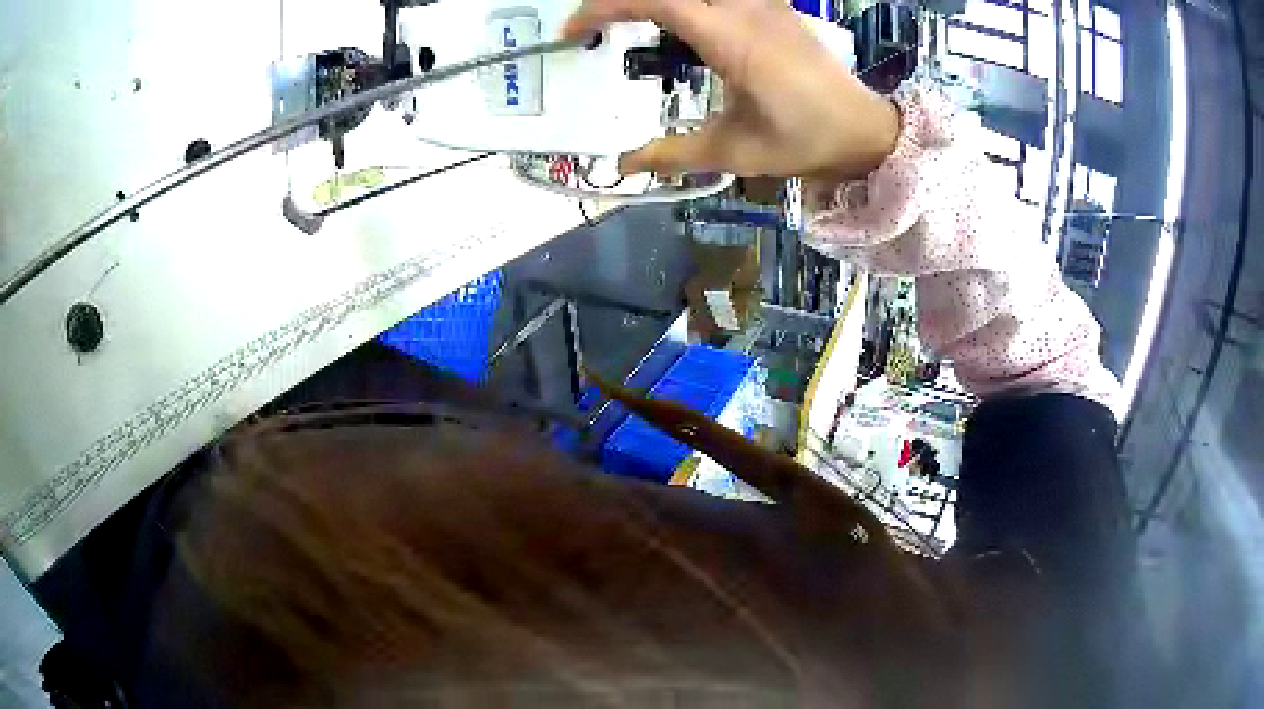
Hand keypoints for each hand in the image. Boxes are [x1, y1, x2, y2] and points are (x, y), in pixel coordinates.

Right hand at [564, 0, 901, 181]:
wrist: (864, 130)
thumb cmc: (804, 140)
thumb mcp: (735, 152)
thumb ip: (673, 154)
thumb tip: (623, 165)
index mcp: (730, 38)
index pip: (654, 1)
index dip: (604, 7)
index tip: (575, 30)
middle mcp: (745, 8)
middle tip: (599, 24)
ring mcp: (763, 2)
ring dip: (659, 0)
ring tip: (633, 21)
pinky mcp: (774, 5)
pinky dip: (692, 2)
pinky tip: (683, 19)